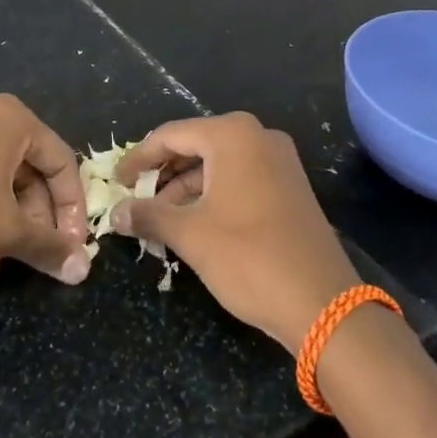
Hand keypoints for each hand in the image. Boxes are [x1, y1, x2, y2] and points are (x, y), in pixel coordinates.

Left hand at [0, 94, 91, 286]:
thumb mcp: (6, 232)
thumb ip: (49, 247)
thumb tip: (83, 269)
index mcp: (9, 118)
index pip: (60, 162)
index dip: (73, 208)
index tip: (72, 247)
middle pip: (26, 172)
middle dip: (32, 222)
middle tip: (34, 259)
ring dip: (1, 227)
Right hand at [110, 113, 359, 352]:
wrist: (321, 302)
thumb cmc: (248, 256)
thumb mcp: (190, 235)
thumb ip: (148, 216)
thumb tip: (116, 213)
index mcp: (233, 135)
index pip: (171, 135)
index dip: (139, 158)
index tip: (115, 182)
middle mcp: (258, 137)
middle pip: (196, 146)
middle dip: (163, 175)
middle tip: (134, 201)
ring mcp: (279, 161)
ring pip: (218, 165)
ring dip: (186, 189)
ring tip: (158, 221)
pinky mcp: (289, 187)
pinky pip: (239, 179)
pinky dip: (212, 196)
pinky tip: (192, 224)